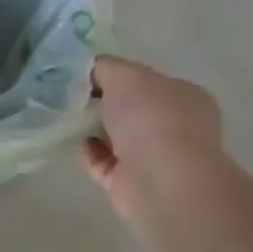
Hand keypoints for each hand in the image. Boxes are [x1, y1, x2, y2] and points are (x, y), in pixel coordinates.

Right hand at [80, 55, 223, 218]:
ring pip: (118, 139)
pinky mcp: (135, 184)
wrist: (160, 180)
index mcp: (185, 97)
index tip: (87, 77)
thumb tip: (92, 70)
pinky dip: (89, 154)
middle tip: (73, 97)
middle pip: (131, 110)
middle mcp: (177, 127)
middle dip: (103, 104)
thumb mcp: (124, 74)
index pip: (148, 81)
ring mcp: (158, 159)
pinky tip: (76, 143)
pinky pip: (105, 163)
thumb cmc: (149, 117)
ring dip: (93, 130)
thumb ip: (105, 67)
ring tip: (67, 119)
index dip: (117, 76)